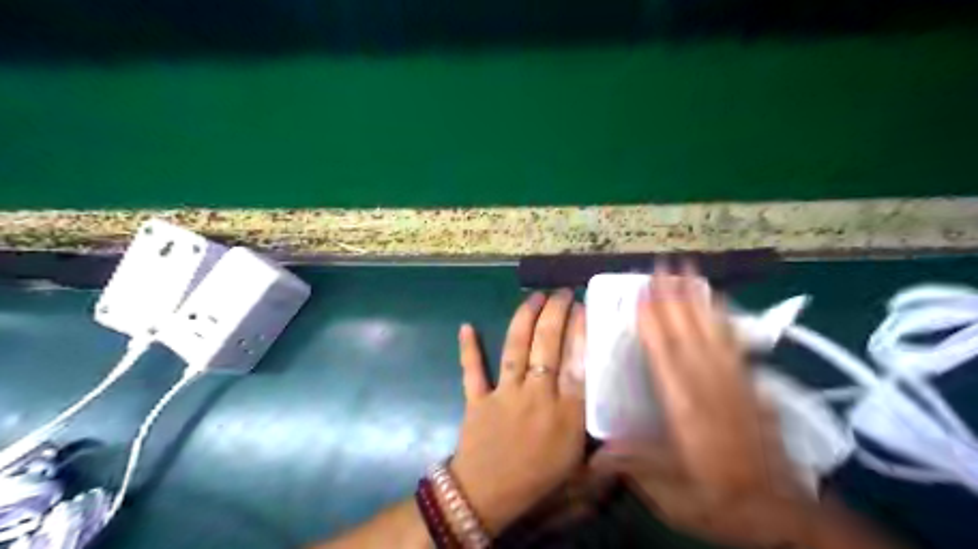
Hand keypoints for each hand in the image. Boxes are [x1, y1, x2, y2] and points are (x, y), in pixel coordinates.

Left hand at [453, 292, 586, 535]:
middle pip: (547, 346)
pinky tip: (466, 326)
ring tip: (534, 298)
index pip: (577, 362)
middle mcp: (536, 395)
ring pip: (516, 349)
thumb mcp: (580, 463)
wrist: (489, 497)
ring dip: (524, 319)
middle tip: (562, 293)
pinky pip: (472, 370)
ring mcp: (504, 394)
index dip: (580, 330)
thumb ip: (598, 435)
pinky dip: (469, 349)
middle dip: (556, 313)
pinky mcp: (477, 398)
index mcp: (565, 412)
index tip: (583, 307)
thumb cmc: (539, 480)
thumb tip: (618, 413)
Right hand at [591, 264, 813, 546]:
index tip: (641, 293)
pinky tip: (718, 301)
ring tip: (688, 270)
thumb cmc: (720, 501)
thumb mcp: (672, 494)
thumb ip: (636, 466)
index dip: (652, 322)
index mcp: (686, 409)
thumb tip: (596, 456)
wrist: (783, 514)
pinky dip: (723, 318)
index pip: (664, 356)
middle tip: (663, 265)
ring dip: (697, 299)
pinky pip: (734, 343)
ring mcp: (734, 382)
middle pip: (689, 334)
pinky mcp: (751, 385)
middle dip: (674, 297)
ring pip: (712, 332)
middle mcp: (710, 387)